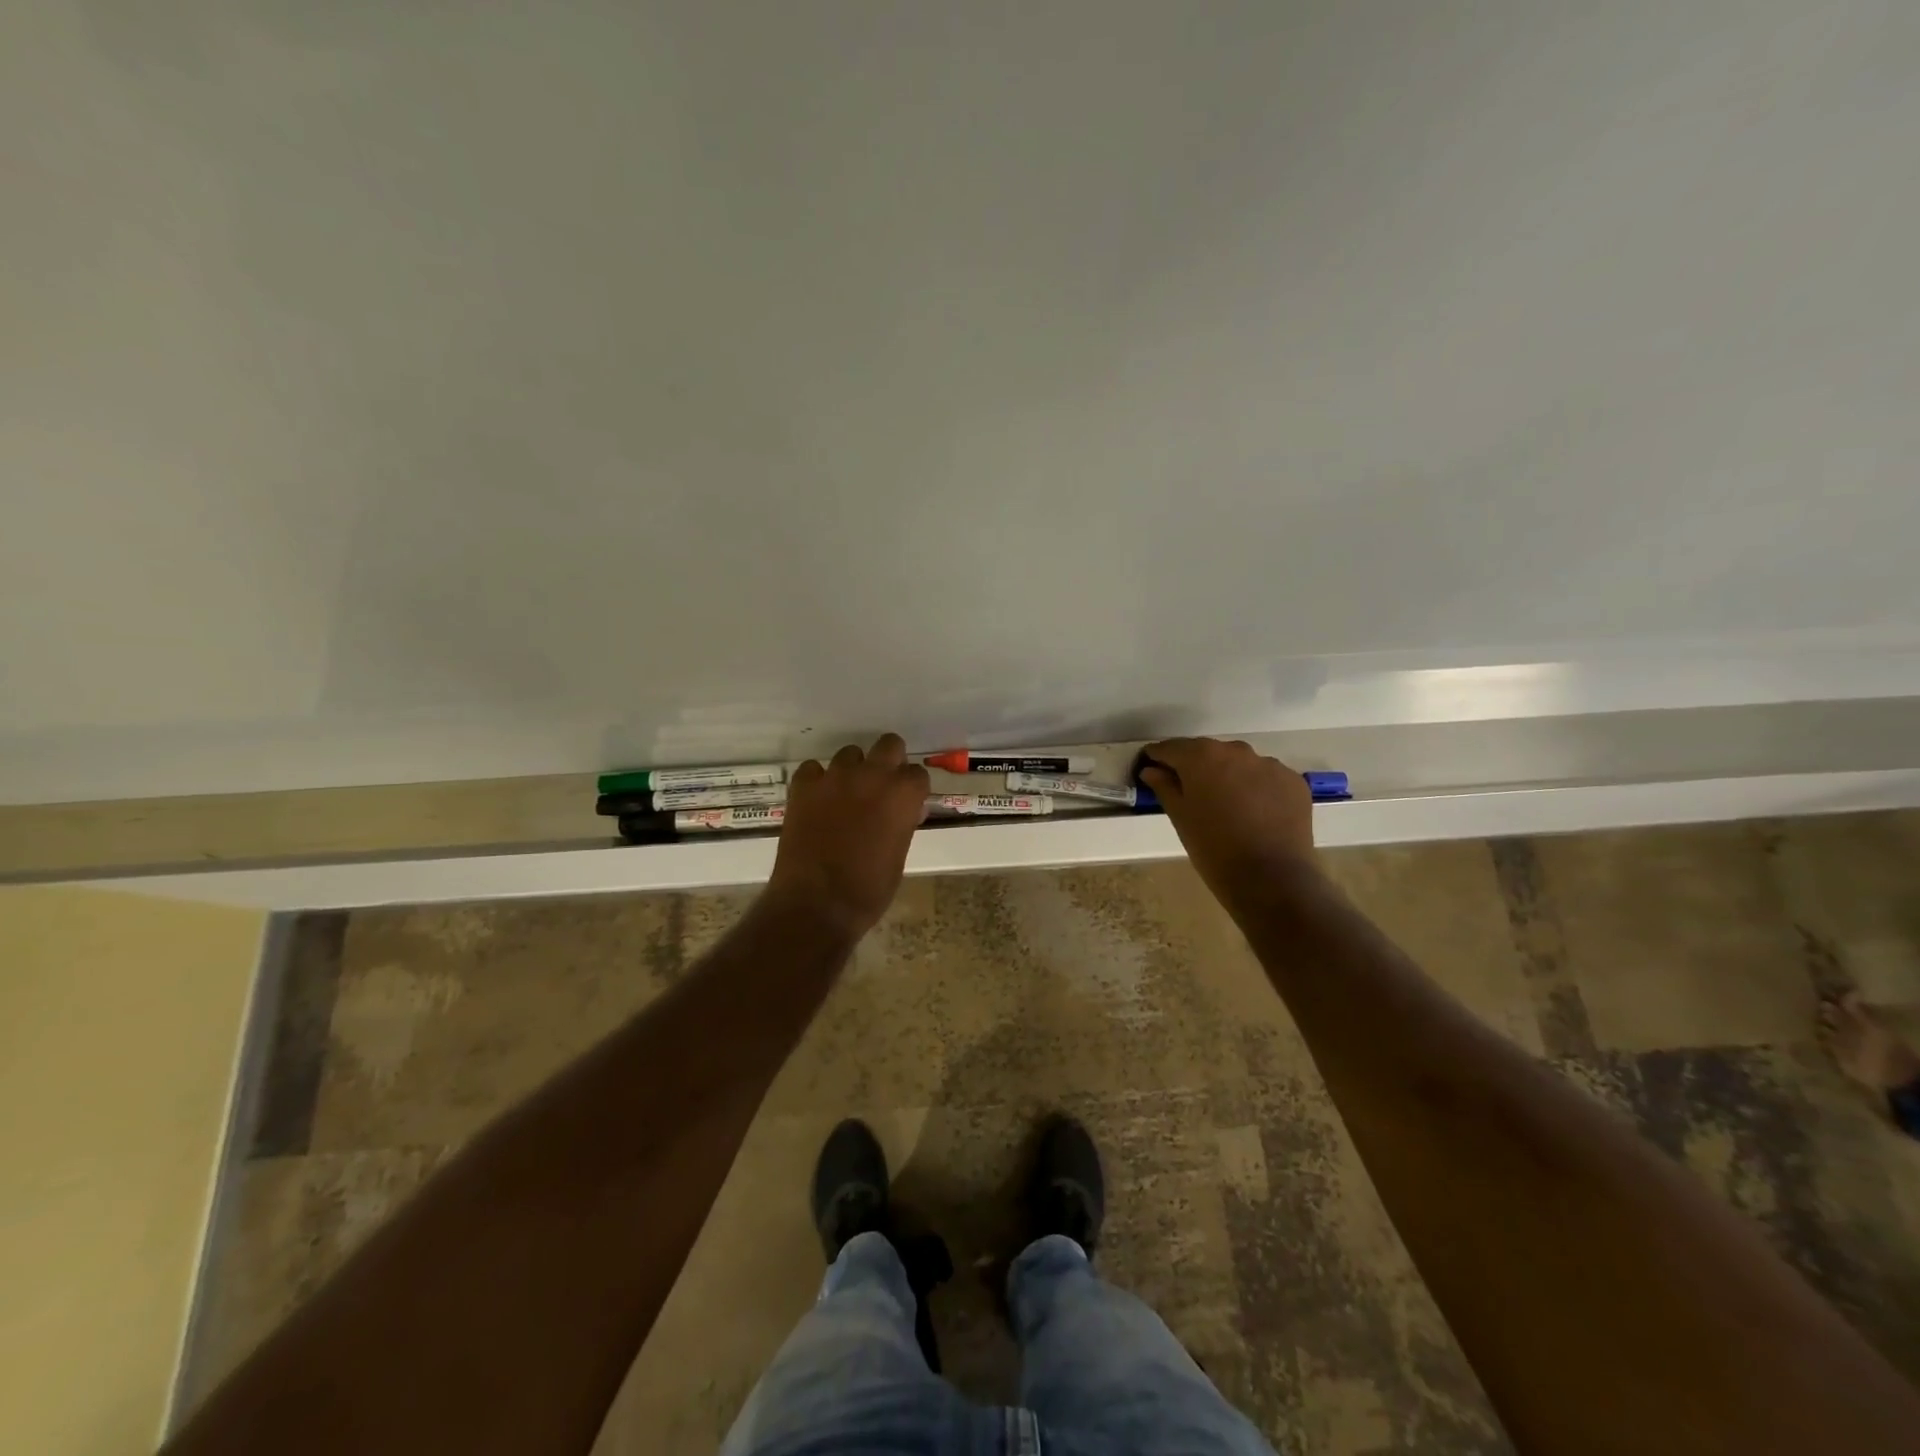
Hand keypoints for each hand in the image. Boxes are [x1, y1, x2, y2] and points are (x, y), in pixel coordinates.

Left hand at [765, 734, 930, 939]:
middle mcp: (872, 775)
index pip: (917, 773)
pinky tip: (817, 802)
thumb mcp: (899, 855)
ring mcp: (835, 777)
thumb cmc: (869, 889)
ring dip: (853, 770)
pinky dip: (818, 781)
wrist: (817, 903)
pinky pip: (813, 769)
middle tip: (882, 788)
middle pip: (889, 745)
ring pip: (850, 754)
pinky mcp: (803, 786)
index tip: (907, 803)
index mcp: (903, 794)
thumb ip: (903, 823)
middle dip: (889, 762)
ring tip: (846, 796)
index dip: (912, 788)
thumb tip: (905, 812)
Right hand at [1138, 737, 1316, 907]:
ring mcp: (1269, 764)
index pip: (1171, 748)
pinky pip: (1266, 778)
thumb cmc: (1213, 848)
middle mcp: (1236, 751)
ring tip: (1226, 805)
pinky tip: (1254, 813)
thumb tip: (1151, 770)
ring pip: (1239, 764)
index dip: (1158, 758)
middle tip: (1188, 792)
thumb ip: (1164, 787)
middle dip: (1195, 767)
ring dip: (1228, 776)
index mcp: (1201, 756)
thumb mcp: (1180, 817)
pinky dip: (1256, 788)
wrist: (1271, 878)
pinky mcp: (1293, 781)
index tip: (1150, 768)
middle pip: (1207, 752)